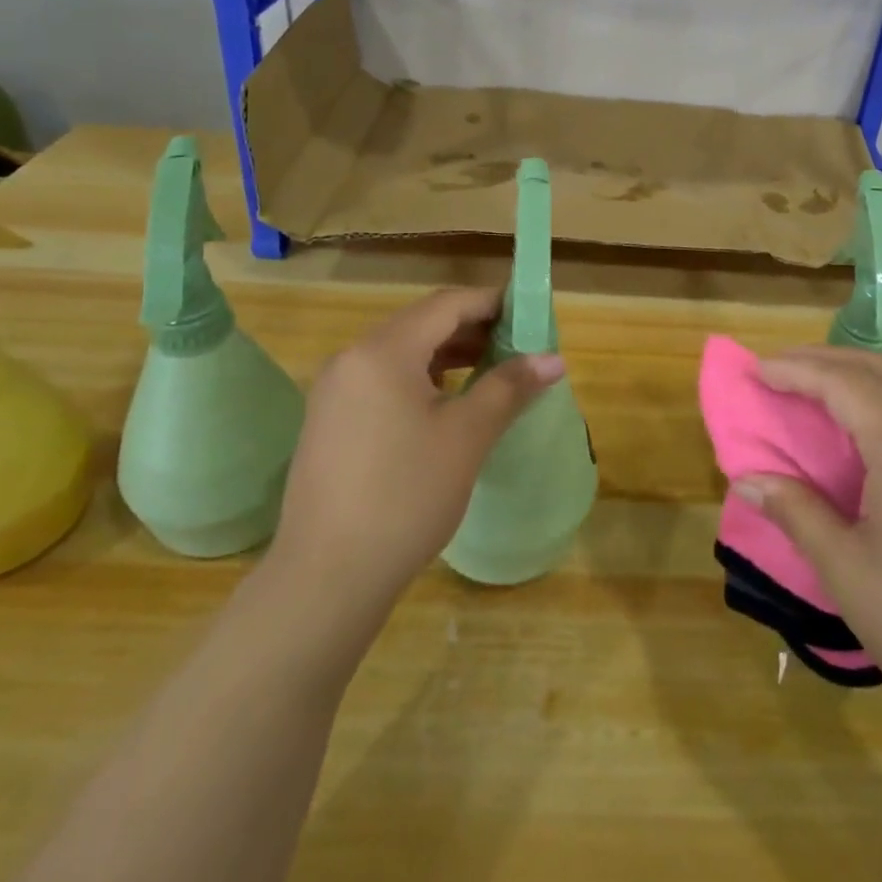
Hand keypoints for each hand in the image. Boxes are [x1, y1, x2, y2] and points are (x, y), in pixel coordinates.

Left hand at [262, 287, 563, 636]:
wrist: (327, 578)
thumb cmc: (406, 496)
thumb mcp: (467, 436)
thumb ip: (510, 387)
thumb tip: (554, 359)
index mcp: (383, 351)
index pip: (446, 304)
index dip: (492, 303)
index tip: (530, 315)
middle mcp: (352, 358)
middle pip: (422, 324)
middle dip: (473, 329)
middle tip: (518, 347)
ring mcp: (334, 391)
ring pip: (402, 353)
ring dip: (448, 355)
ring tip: (491, 372)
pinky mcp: (329, 421)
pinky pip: (383, 380)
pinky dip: (421, 379)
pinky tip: (447, 404)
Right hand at [734, 347, 881, 734]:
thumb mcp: (847, 570)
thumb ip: (796, 512)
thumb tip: (746, 480)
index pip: (842, 383)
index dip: (795, 371)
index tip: (754, 370)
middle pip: (877, 369)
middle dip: (823, 360)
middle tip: (776, 370)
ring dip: (854, 376)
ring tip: (810, 391)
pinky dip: (880, 401)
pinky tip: (861, 431)